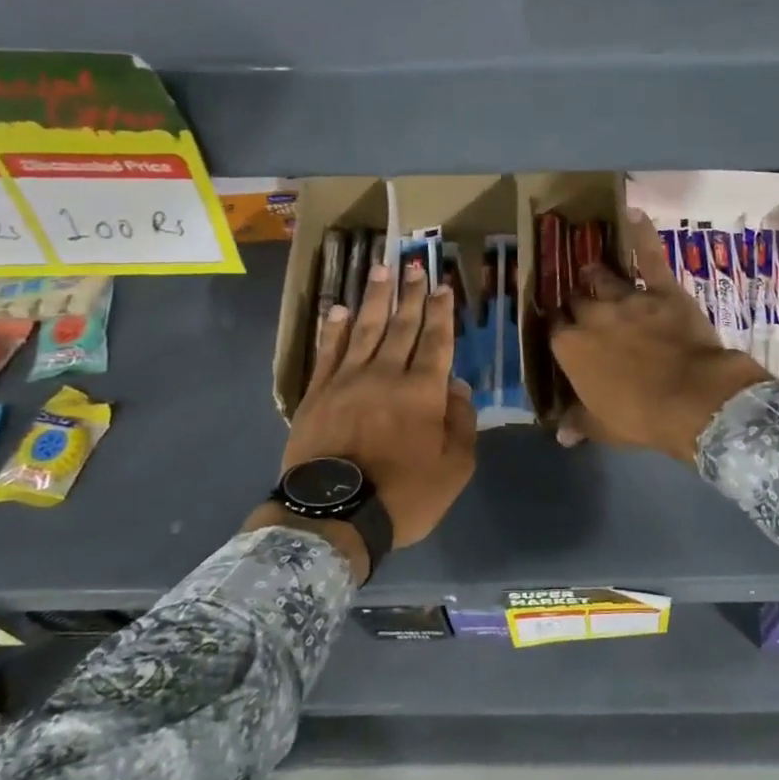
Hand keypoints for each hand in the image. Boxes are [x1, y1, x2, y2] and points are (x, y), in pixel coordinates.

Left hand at [282, 256, 476, 547]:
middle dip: (411, 294)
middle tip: (414, 265)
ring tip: (381, 270)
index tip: (443, 286)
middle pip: (402, 326)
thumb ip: (461, 424)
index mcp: (422, 392)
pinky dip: (334, 329)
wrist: (334, 515)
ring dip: (375, 299)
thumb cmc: (404, 495)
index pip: (436, 341)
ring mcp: (347, 380)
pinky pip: (327, 352)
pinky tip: (339, 309)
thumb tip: (458, 387)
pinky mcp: (317, 393)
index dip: (440, 312)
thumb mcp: (454, 469)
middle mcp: (386, 374)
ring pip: (365, 329)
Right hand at [551, 211, 770, 462]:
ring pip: (603, 277)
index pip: (554, 331)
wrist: (692, 399)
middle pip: (575, 300)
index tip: (561, 333)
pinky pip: (649, 257)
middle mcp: (592, 316)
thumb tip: (560, 433)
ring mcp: (627, 299)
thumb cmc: (640, 417)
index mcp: (571, 349)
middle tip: (579, 304)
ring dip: (596, 274)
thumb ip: (579, 422)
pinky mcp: (661, 290)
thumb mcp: (603, 427)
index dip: (558, 330)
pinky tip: (634, 213)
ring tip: (591, 267)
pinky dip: (642, 235)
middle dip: (575, 302)